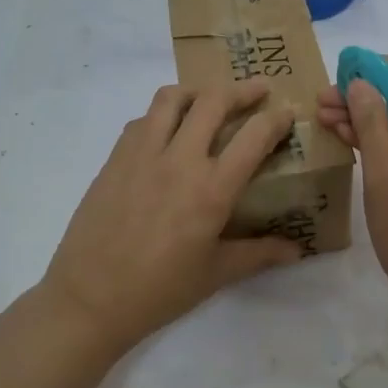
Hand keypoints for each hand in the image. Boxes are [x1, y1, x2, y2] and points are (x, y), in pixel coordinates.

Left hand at [42, 81, 303, 354]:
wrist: (90, 298)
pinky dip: (162, 115)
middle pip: (213, 101)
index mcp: (211, 189)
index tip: (288, 111)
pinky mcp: (115, 158)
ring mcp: (142, 154)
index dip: (276, 118)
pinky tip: (167, 133)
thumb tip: (296, 251)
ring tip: (208, 100)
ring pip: (171, 98)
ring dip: (197, 91)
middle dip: (242, 89)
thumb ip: (259, 254)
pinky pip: (142, 120)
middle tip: (258, 89)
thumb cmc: (159, 291)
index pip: (254, 136)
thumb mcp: (216, 274)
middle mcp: (179, 160)